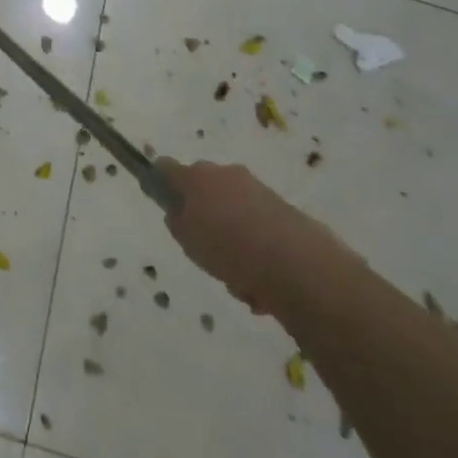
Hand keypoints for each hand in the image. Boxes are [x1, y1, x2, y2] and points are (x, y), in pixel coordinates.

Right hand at [158, 158, 324, 313]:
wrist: (296, 264)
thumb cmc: (229, 247)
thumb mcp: (187, 239)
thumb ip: (178, 222)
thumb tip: (180, 213)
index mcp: (198, 176)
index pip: (167, 169)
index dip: (161, 183)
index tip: (163, 202)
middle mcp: (226, 175)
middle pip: (205, 192)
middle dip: (205, 219)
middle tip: (206, 252)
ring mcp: (258, 191)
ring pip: (233, 215)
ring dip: (233, 243)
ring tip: (239, 282)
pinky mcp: (285, 213)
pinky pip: (258, 231)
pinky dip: (257, 255)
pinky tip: (261, 288)